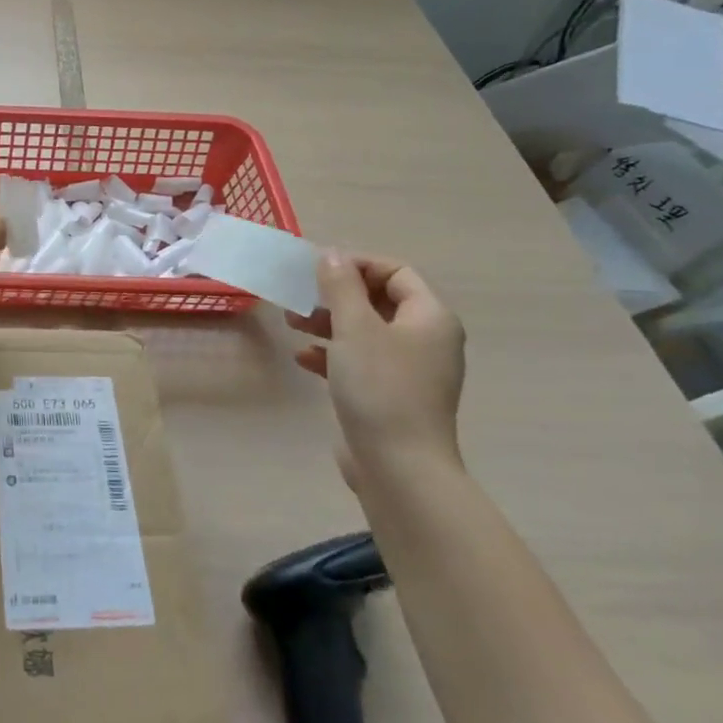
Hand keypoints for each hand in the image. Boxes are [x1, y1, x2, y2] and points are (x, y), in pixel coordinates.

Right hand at [284, 251, 466, 489]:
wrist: (399, 467)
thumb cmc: (380, 386)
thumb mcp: (354, 327)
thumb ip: (340, 286)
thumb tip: (332, 255)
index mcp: (430, 317)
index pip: (396, 271)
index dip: (357, 264)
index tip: (317, 269)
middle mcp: (427, 340)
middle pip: (378, 301)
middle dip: (336, 295)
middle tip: (300, 297)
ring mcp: (410, 371)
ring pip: (366, 331)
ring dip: (328, 323)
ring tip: (292, 324)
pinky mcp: (392, 396)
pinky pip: (361, 361)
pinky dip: (333, 354)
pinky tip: (303, 359)